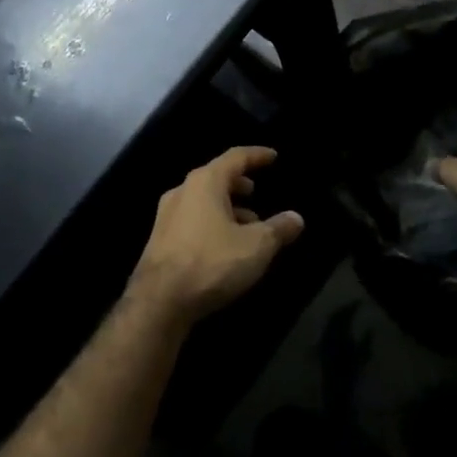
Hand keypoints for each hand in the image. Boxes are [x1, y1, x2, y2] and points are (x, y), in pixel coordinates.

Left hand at [128, 147, 304, 326]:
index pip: (235, 157)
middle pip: (215, 177)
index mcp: (205, 182)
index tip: (272, 156)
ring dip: (227, 207)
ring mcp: (167, 216)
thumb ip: (278, 228)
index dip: (256, 155)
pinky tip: (226, 245)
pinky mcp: (161, 239)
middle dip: (238, 183)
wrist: (159, 301)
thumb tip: (296, 217)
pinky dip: (213, 223)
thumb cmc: (211, 263)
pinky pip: (193, 220)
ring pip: (203, 201)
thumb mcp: (256, 246)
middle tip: (256, 192)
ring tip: (249, 224)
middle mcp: (182, 192)